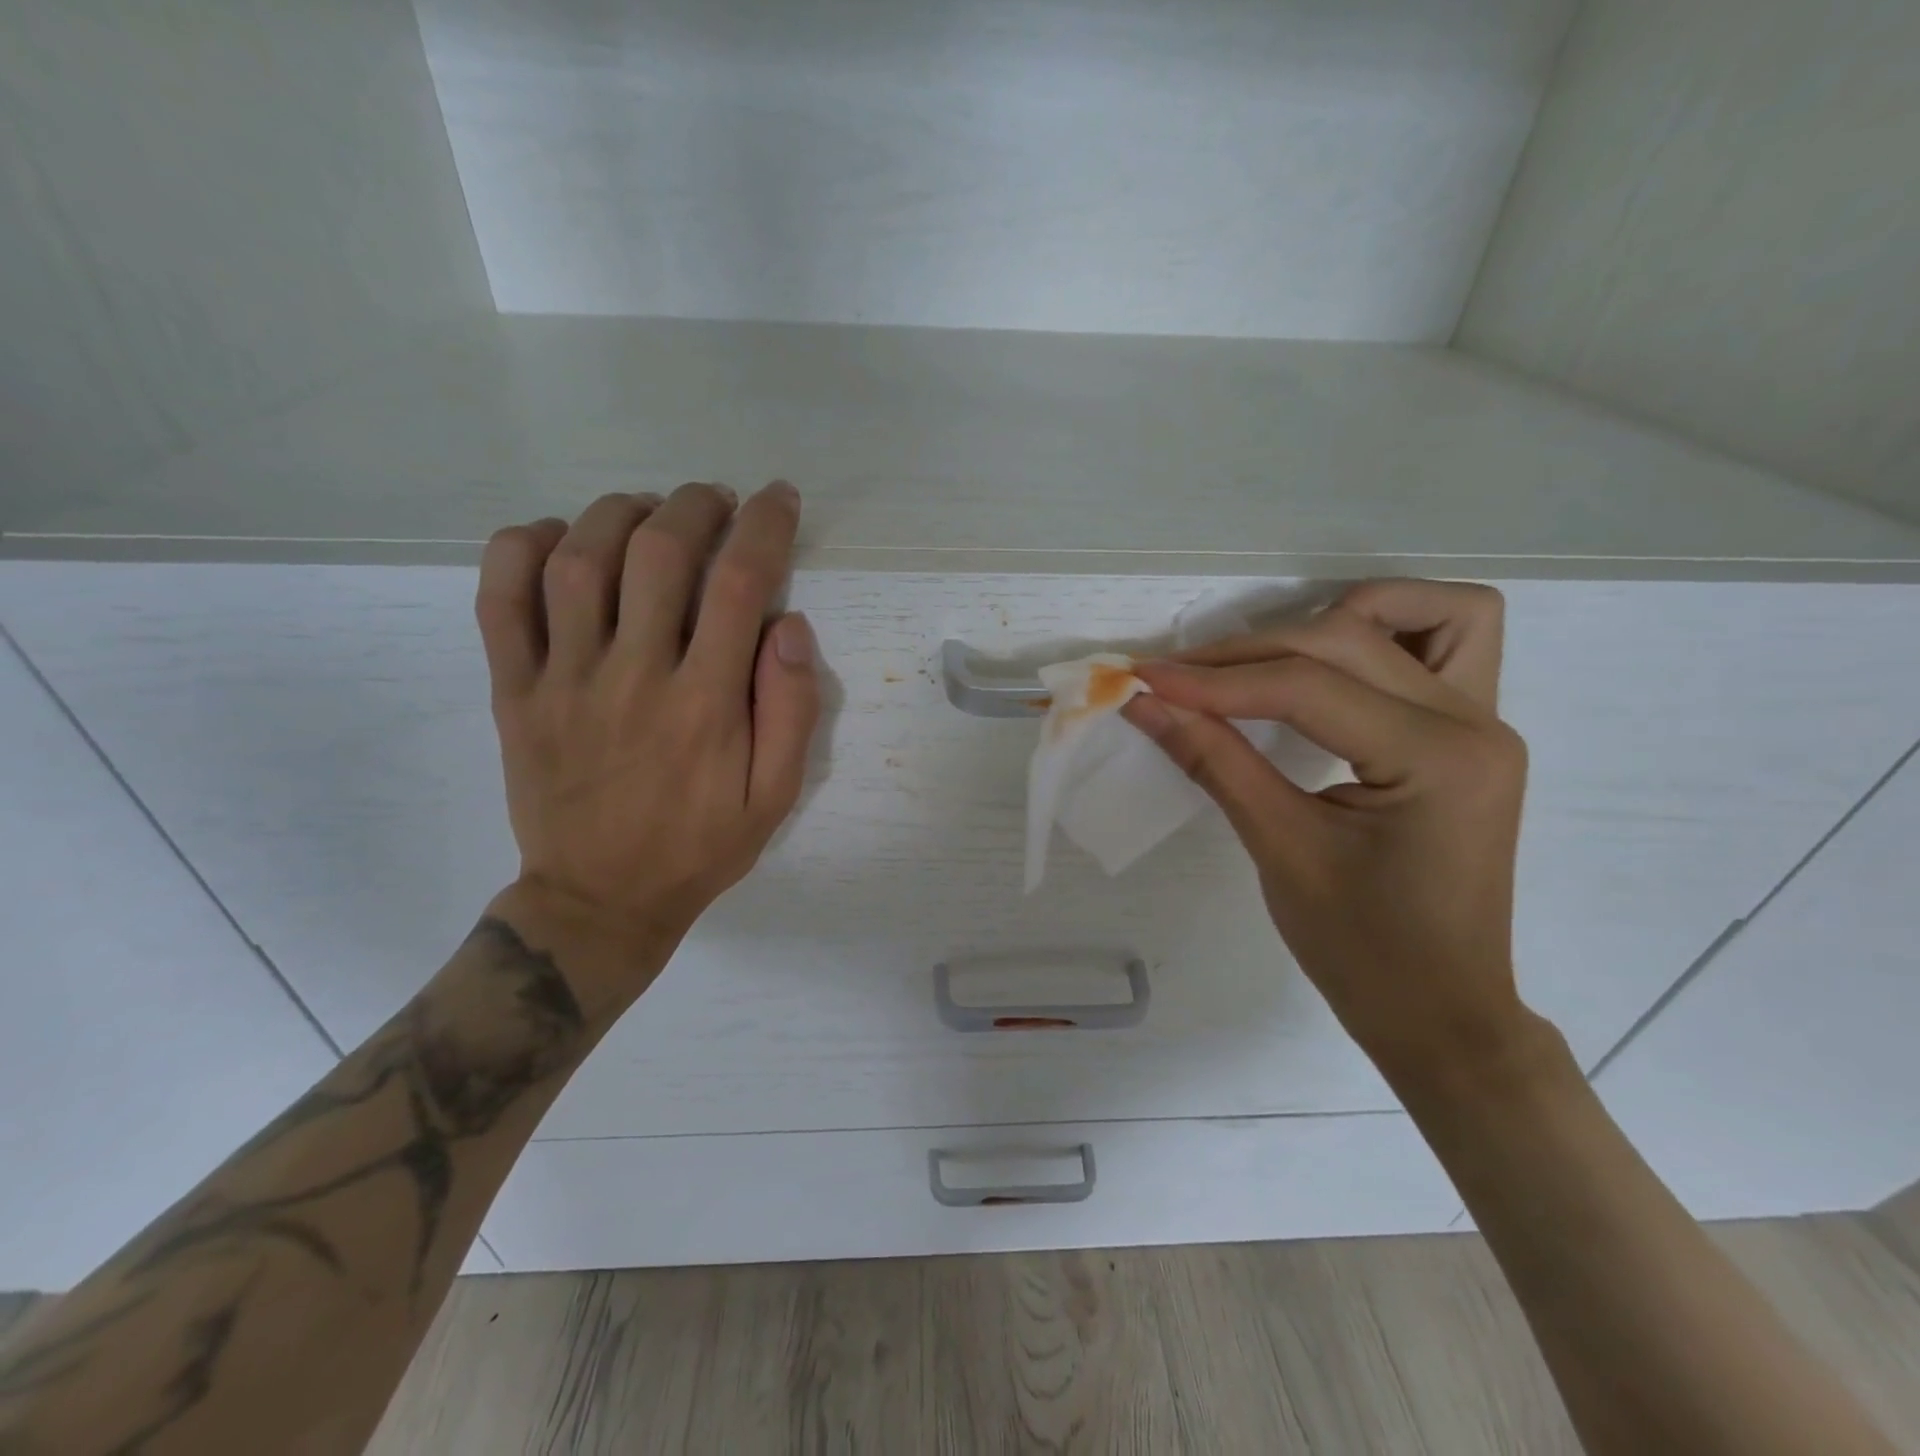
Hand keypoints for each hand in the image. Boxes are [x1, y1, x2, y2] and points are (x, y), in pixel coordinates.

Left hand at [474, 483, 819, 1007]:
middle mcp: (633, 676)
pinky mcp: (514, 691)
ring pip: (578, 560)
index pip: (740, 584)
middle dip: (695, 507)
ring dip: (619, 513)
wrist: (599, 900)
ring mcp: (563, 680)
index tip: (778, 498)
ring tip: (649, 509)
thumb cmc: (700, 847)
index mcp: (705, 703)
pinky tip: (556, 537)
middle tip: (716, 501)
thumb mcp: (775, 796)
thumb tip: (790, 623)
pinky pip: (500, 601)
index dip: (764, 526)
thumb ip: (791, 710)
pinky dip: (521, 549)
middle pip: (658, 553)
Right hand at [1123, 581, 1538, 1081]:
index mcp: (1437, 759)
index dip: (1214, 680)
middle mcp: (1475, 722)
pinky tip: (1329, 670)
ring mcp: (1484, 722)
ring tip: (1269, 659)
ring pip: (1427, 614)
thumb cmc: (1362, 950)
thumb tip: (1145, 702)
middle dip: (1250, 652)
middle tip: (1178, 679)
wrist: (1440, 1012)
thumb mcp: (1279, 849)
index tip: (1143, 678)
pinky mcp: (1470, 734)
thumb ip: (1213, 761)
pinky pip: (1445, 646)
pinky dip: (1385, 637)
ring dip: (1341, 618)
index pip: (1306, 688)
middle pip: (1346, 640)